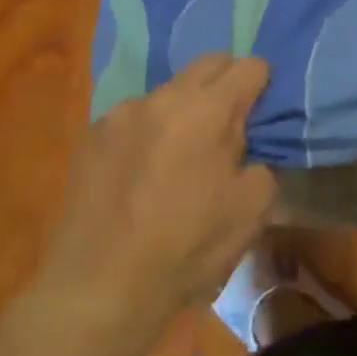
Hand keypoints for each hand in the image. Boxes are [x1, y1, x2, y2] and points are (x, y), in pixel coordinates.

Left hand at [21, 54, 276, 352]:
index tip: (261, 115)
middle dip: (226, 84)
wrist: (98, 291)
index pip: (250, 66)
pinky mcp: (92, 135)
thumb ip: (263, 160)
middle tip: (228, 126)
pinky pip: (134, 117)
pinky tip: (141, 173)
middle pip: (209, 64)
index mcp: (208, 108)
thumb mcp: (252, 210)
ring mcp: (123, 113)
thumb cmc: (186, 248)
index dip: (263, 86)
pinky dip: (147, 132)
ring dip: (184, 109)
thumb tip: (250, 147)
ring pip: (169, 91)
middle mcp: (165, 97)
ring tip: (179, 155)